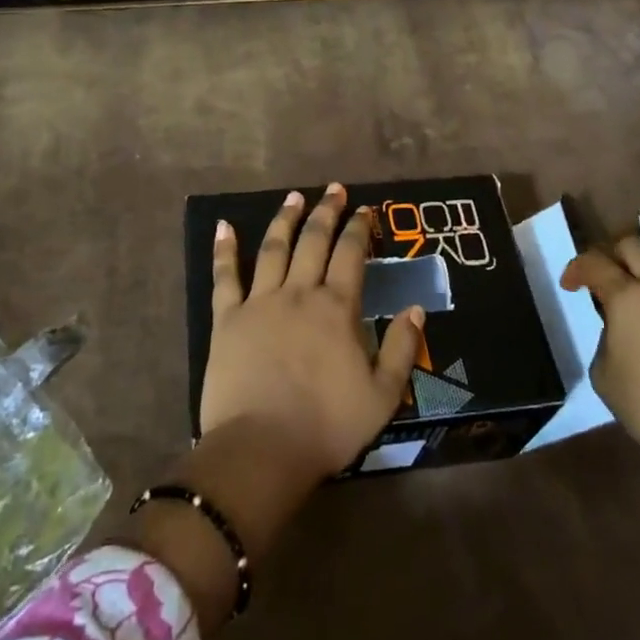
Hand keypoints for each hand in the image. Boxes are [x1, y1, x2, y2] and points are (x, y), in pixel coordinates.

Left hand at [203, 183, 424, 481]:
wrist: (262, 449)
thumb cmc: (327, 426)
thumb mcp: (383, 395)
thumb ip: (402, 348)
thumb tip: (416, 307)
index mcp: (336, 308)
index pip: (351, 255)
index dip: (360, 229)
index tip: (365, 210)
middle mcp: (299, 293)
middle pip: (314, 241)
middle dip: (326, 212)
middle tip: (333, 190)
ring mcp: (260, 302)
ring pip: (273, 249)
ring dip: (284, 219)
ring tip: (293, 197)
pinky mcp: (227, 319)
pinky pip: (225, 277)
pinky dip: (224, 249)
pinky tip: (224, 226)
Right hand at [563, 233, 639, 615]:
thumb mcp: (608, 377)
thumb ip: (608, 338)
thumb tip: (615, 323)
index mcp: (633, 301)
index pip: (599, 263)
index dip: (579, 264)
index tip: (572, 281)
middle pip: (637, 244)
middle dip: (614, 249)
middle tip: (602, 270)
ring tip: (634, 291)